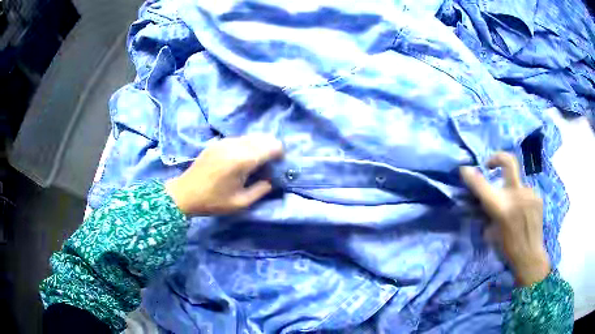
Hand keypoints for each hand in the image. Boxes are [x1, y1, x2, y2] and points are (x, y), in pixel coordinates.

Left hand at [165, 134, 282, 215]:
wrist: (185, 193)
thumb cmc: (213, 201)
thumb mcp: (240, 202)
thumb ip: (261, 189)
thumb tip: (272, 179)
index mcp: (242, 160)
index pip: (271, 147)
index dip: (280, 154)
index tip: (279, 165)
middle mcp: (235, 145)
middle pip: (263, 138)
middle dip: (271, 148)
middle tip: (269, 165)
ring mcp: (225, 141)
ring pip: (251, 136)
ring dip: (259, 146)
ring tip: (256, 163)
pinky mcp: (218, 142)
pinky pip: (240, 139)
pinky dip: (247, 145)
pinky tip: (241, 159)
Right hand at [460, 152, 549, 285]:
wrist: (530, 257)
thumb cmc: (507, 250)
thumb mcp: (491, 234)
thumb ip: (488, 213)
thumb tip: (483, 201)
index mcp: (502, 209)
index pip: (483, 186)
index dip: (471, 176)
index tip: (464, 169)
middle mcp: (517, 195)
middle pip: (509, 161)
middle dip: (497, 158)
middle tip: (490, 165)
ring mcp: (529, 194)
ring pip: (516, 183)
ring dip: (511, 191)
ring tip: (513, 208)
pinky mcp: (538, 197)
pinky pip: (525, 192)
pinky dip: (521, 199)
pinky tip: (522, 213)